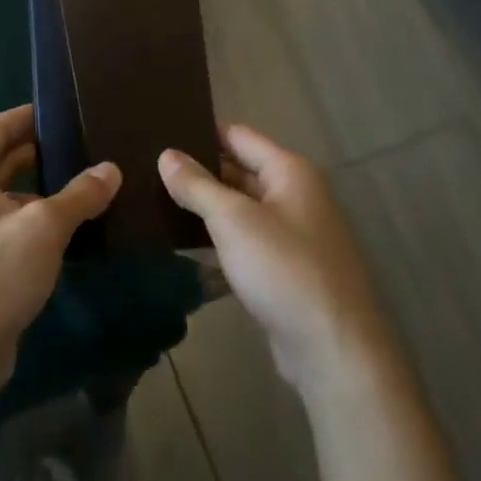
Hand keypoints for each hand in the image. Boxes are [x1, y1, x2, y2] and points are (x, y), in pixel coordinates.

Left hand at [0, 104, 120, 399]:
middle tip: (86, 146)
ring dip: (43, 190)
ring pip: (7, 194)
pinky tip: (70, 228)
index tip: (67, 111)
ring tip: (88, 185)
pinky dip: (34, 219)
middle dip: (42, 153)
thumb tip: (111, 169)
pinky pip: (6, 224)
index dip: (31, 116)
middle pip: (2, 158)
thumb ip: (79, 194)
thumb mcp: (43, 228)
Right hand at [160, 125, 392, 396]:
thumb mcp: (233, 220)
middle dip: (198, 170)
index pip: (238, 135)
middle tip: (147, 166)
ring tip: (154, 198)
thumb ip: (197, 185)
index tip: (160, 130)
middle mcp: (294, 195)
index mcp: (289, 172)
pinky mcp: (284, 269)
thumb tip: (166, 154)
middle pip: (239, 170)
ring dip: (205, 206)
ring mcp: (291, 234)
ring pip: (240, 208)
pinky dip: (217, 237)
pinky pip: (244, 240)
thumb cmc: (284, 269)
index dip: (201, 132)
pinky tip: (182, 241)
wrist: (333, 350)